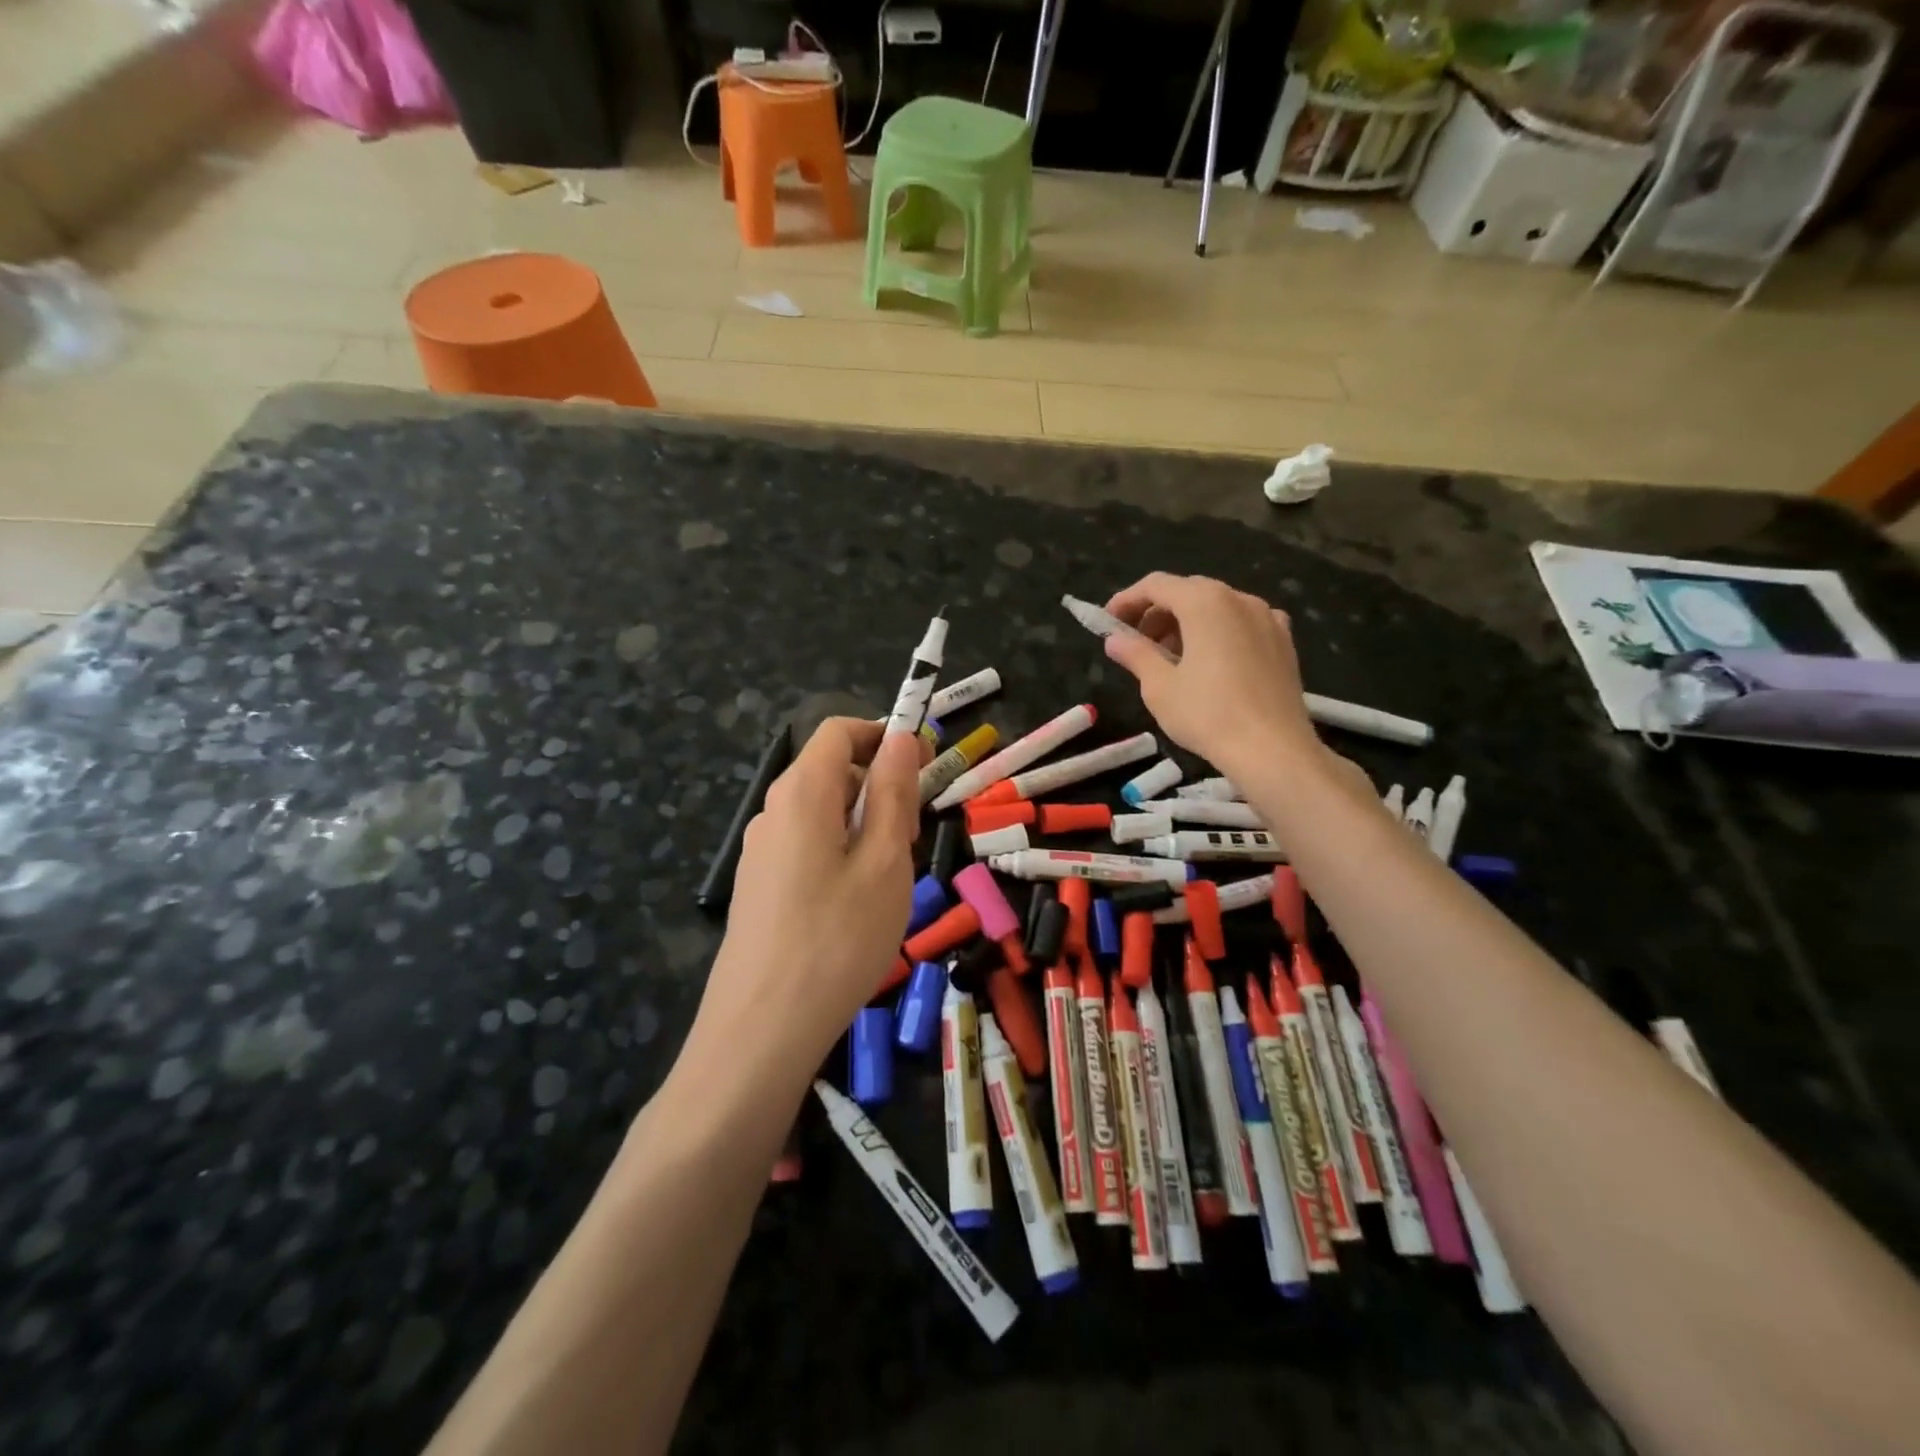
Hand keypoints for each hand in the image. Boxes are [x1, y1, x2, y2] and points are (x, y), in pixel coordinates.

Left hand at [687, 718, 923, 1090]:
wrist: (760, 1031)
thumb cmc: (838, 939)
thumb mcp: (884, 861)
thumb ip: (893, 793)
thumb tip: (901, 738)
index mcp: (801, 793)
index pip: (840, 732)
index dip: (885, 736)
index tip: (926, 766)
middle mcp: (772, 811)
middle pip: (831, 771)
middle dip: (879, 786)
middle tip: (912, 838)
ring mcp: (760, 851)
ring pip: (821, 812)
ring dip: (863, 823)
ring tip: (890, 876)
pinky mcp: (759, 885)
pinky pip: (806, 845)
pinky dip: (840, 851)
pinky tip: (856, 903)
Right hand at [1103, 572, 1323, 777]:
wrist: (1273, 750)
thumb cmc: (1207, 714)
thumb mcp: (1158, 686)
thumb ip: (1135, 654)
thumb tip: (1115, 640)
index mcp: (1205, 602)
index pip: (1156, 585)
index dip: (1127, 600)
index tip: (1108, 622)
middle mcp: (1239, 599)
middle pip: (1188, 592)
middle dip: (1157, 613)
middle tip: (1137, 643)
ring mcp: (1268, 618)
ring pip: (1217, 607)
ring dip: (1187, 624)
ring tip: (1171, 658)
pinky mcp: (1284, 642)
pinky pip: (1242, 624)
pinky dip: (1219, 633)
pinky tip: (1212, 662)